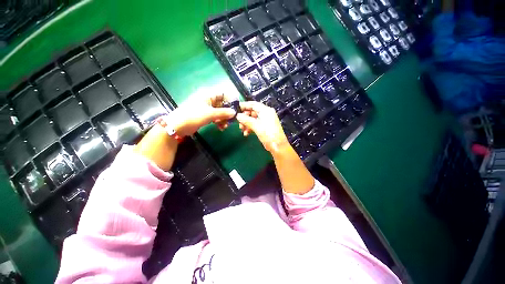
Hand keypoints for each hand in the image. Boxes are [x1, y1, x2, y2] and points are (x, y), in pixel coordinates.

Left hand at [170, 93, 235, 135]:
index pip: (223, 93)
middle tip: (232, 120)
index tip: (236, 108)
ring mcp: (206, 108)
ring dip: (224, 119)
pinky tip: (220, 128)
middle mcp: (208, 99)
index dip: (231, 99)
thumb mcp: (210, 114)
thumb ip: (223, 113)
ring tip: (225, 126)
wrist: (178, 126)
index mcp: (208, 95)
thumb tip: (234, 112)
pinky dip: (219, 121)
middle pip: (222, 103)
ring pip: (220, 111)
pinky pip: (215, 116)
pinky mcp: (205, 115)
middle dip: (228, 112)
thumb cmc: (194, 116)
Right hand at [236, 101, 289, 152]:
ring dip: (246, 124)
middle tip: (238, 122)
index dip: (244, 106)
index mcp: (266, 110)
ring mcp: (265, 121)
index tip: (236, 109)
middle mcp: (266, 114)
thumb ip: (246, 120)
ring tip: (242, 129)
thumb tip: (237, 115)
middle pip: (252, 112)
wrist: (278, 147)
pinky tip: (246, 133)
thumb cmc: (268, 134)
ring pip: (253, 119)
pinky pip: (255, 125)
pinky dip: (250, 128)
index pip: (253, 104)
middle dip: (244, 117)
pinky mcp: (264, 127)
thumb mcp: (256, 126)